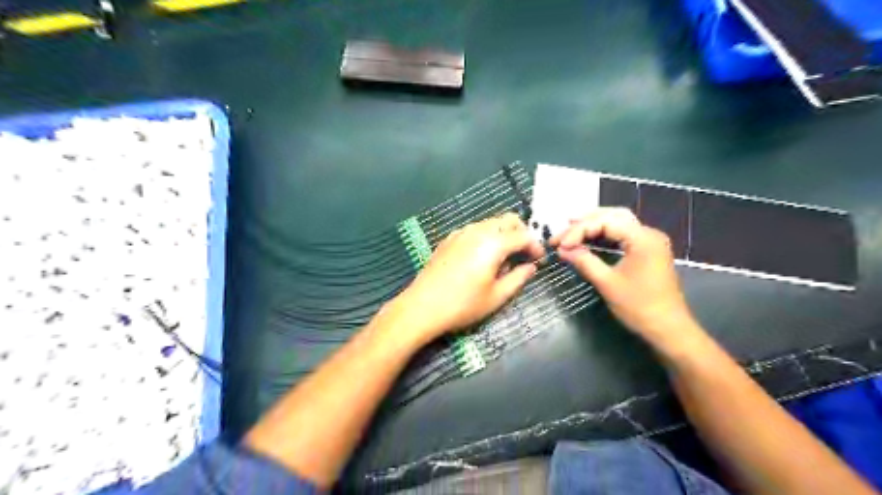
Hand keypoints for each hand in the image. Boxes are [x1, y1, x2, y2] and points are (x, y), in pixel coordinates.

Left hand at [390, 214, 544, 343]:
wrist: (422, 306)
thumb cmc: (462, 305)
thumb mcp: (496, 297)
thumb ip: (518, 278)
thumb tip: (531, 267)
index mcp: (493, 243)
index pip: (523, 235)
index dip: (535, 246)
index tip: (538, 261)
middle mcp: (478, 231)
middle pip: (508, 220)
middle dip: (520, 233)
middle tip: (523, 255)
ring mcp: (461, 232)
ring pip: (490, 223)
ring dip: (503, 234)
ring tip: (502, 260)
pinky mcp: (449, 239)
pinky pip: (475, 230)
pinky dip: (486, 237)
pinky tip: (481, 258)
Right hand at [549, 207, 703, 349]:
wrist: (669, 329)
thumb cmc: (639, 307)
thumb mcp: (607, 283)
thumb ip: (584, 261)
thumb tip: (562, 250)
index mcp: (642, 238)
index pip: (605, 222)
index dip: (579, 231)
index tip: (560, 245)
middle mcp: (649, 233)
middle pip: (613, 216)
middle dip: (585, 222)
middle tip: (562, 232)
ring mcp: (650, 241)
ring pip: (619, 222)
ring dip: (594, 225)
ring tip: (571, 229)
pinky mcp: (648, 251)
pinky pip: (624, 234)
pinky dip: (605, 234)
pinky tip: (590, 238)